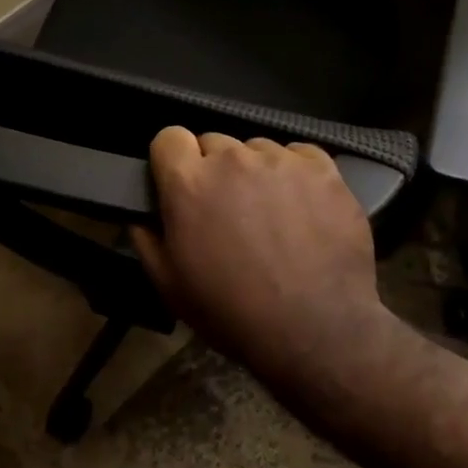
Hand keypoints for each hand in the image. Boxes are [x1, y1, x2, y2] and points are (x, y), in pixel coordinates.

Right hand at [133, 128, 389, 371]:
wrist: (315, 330)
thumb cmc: (233, 313)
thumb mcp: (170, 287)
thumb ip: (147, 240)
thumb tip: (143, 215)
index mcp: (190, 183)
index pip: (169, 137)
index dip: (174, 160)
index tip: (182, 183)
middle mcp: (234, 159)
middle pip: (215, 143)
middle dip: (216, 170)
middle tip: (228, 210)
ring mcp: (283, 160)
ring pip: (258, 150)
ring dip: (257, 173)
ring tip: (271, 214)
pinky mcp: (324, 169)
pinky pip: (301, 156)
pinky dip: (297, 175)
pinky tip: (304, 209)